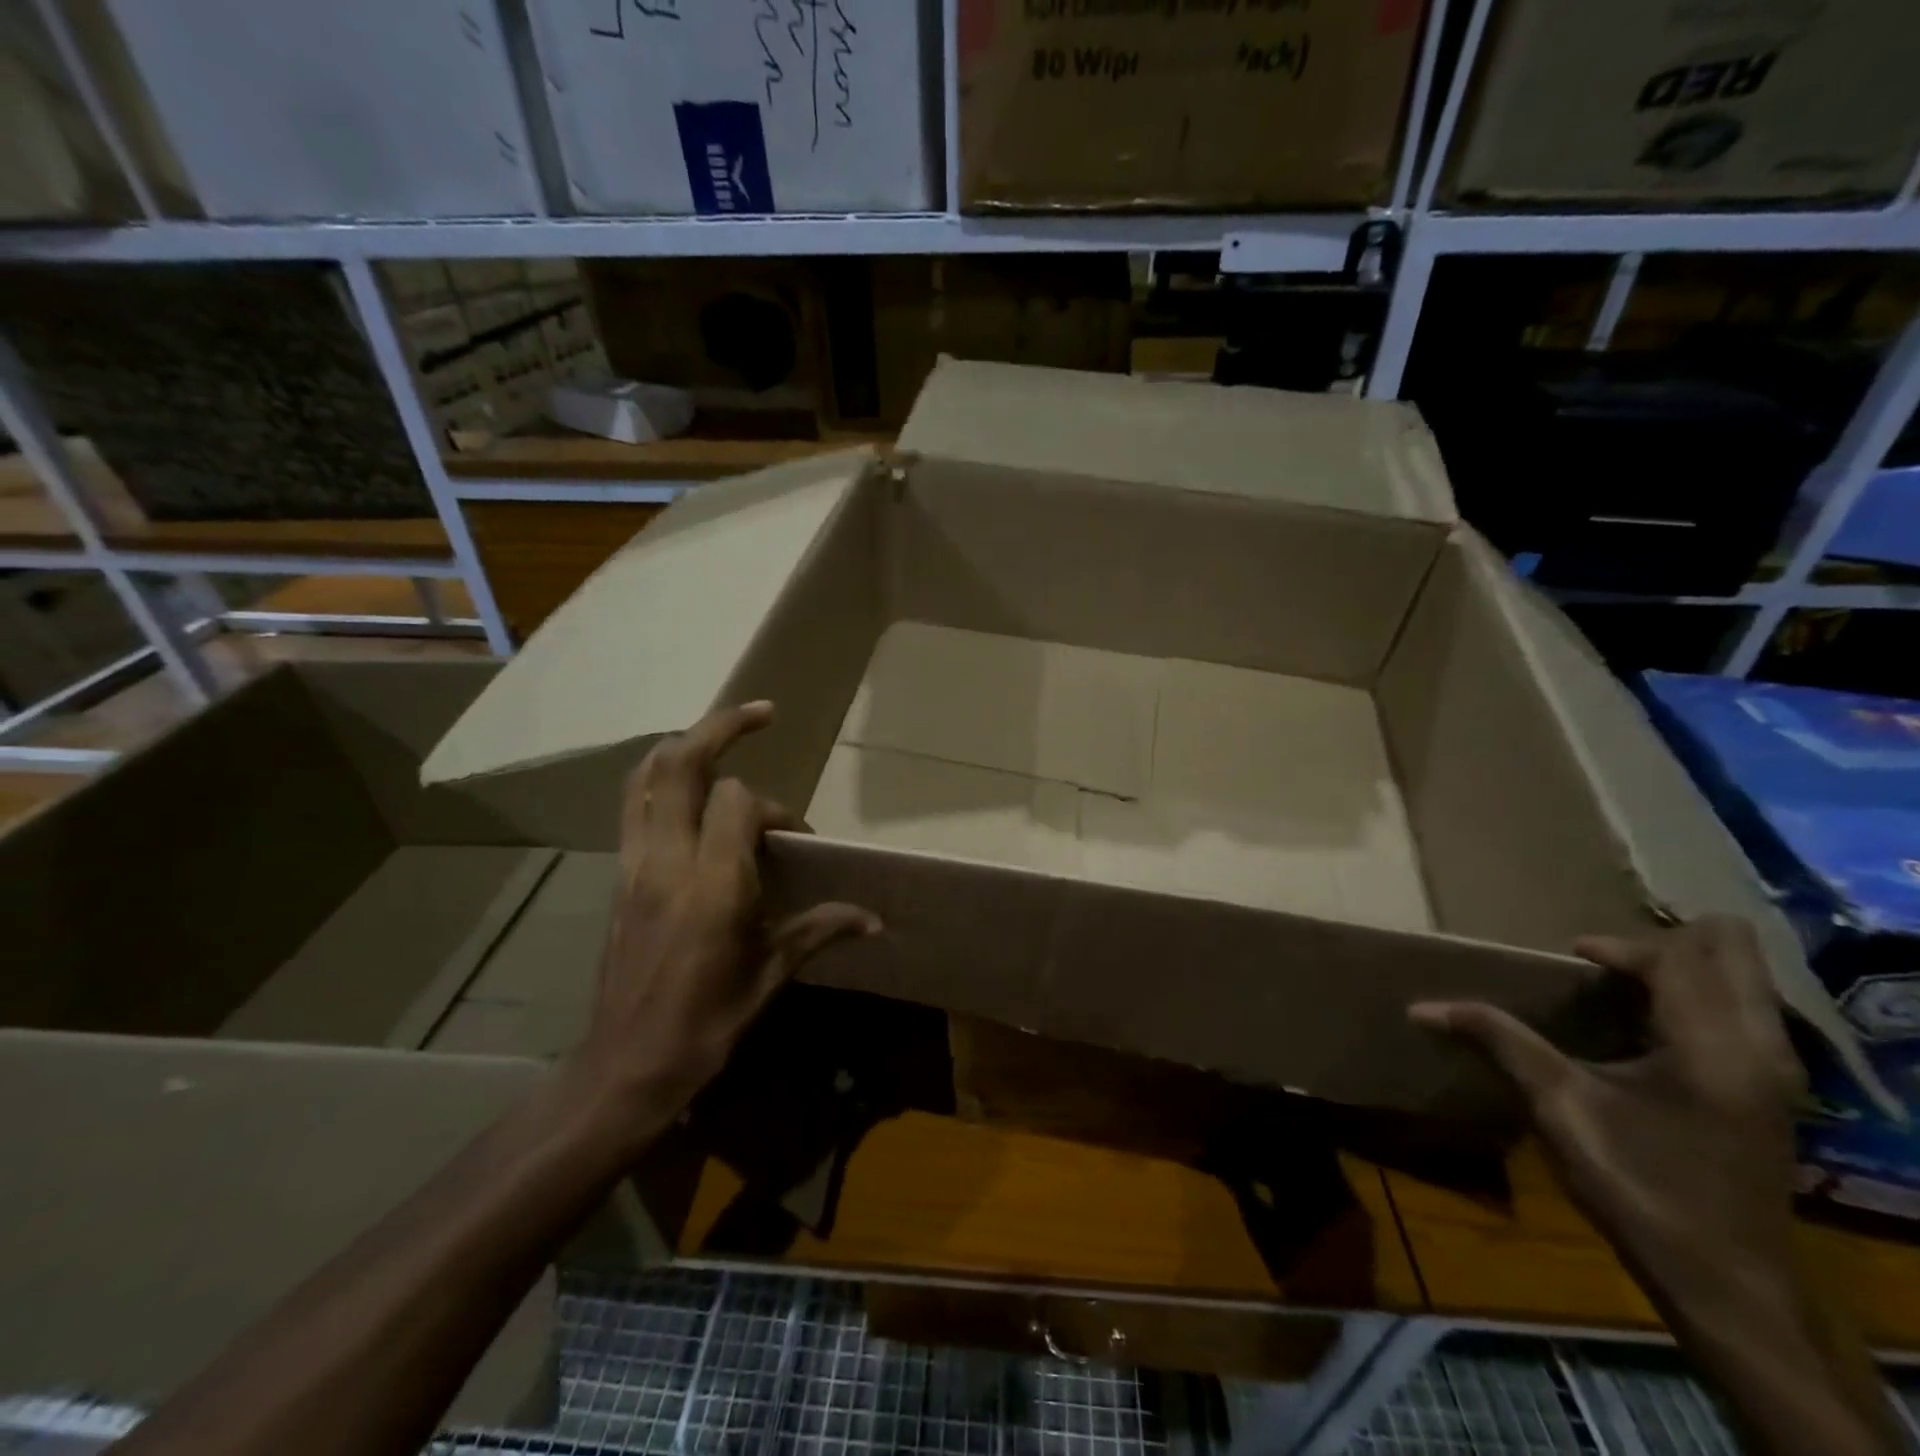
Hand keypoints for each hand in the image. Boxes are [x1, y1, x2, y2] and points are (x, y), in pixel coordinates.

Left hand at [569, 700, 879, 1130]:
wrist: (626, 1066)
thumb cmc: (707, 1024)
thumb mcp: (771, 976)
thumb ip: (820, 930)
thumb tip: (873, 920)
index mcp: (713, 884)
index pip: (738, 802)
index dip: (774, 809)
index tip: (795, 842)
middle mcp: (667, 860)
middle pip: (680, 764)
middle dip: (721, 727)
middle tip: (761, 713)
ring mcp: (634, 865)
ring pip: (645, 777)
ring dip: (683, 746)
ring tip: (718, 739)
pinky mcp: (619, 878)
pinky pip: (634, 807)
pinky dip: (660, 781)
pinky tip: (688, 793)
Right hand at [1410, 916, 1805, 1311]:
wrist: (1726, 1284)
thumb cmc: (1641, 1186)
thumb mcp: (1559, 1107)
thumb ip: (1500, 1041)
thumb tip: (1421, 1007)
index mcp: (1712, 1045)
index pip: (1673, 959)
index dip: (1617, 948)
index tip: (1572, 957)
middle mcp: (1758, 1048)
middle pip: (1733, 953)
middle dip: (1667, 944)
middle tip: (1608, 961)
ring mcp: (1774, 1074)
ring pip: (1742, 984)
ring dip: (1683, 972)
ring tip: (1620, 987)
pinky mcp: (1768, 1095)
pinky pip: (1739, 1016)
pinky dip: (1693, 1002)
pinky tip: (1645, 1030)